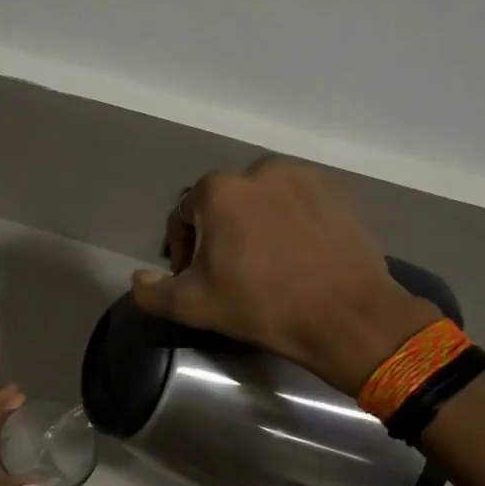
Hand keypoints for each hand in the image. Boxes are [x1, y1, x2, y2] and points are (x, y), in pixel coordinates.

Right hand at [129, 156, 441, 389]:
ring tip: (267, 262)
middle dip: (220, 233)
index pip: (183, 216)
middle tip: (231, 272)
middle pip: (224, 203)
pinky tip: (299, 255)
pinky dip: (291, 222)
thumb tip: (138, 279)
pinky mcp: (338, 190)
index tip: (196, 279)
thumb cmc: (262, 306)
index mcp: (219, 191)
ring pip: (263, 200)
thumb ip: (152, 292)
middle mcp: (259, 170)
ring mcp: (304, 176)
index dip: (182, 250)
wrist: (347, 315)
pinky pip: (299, 202)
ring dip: (255, 224)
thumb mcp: (193, 306)